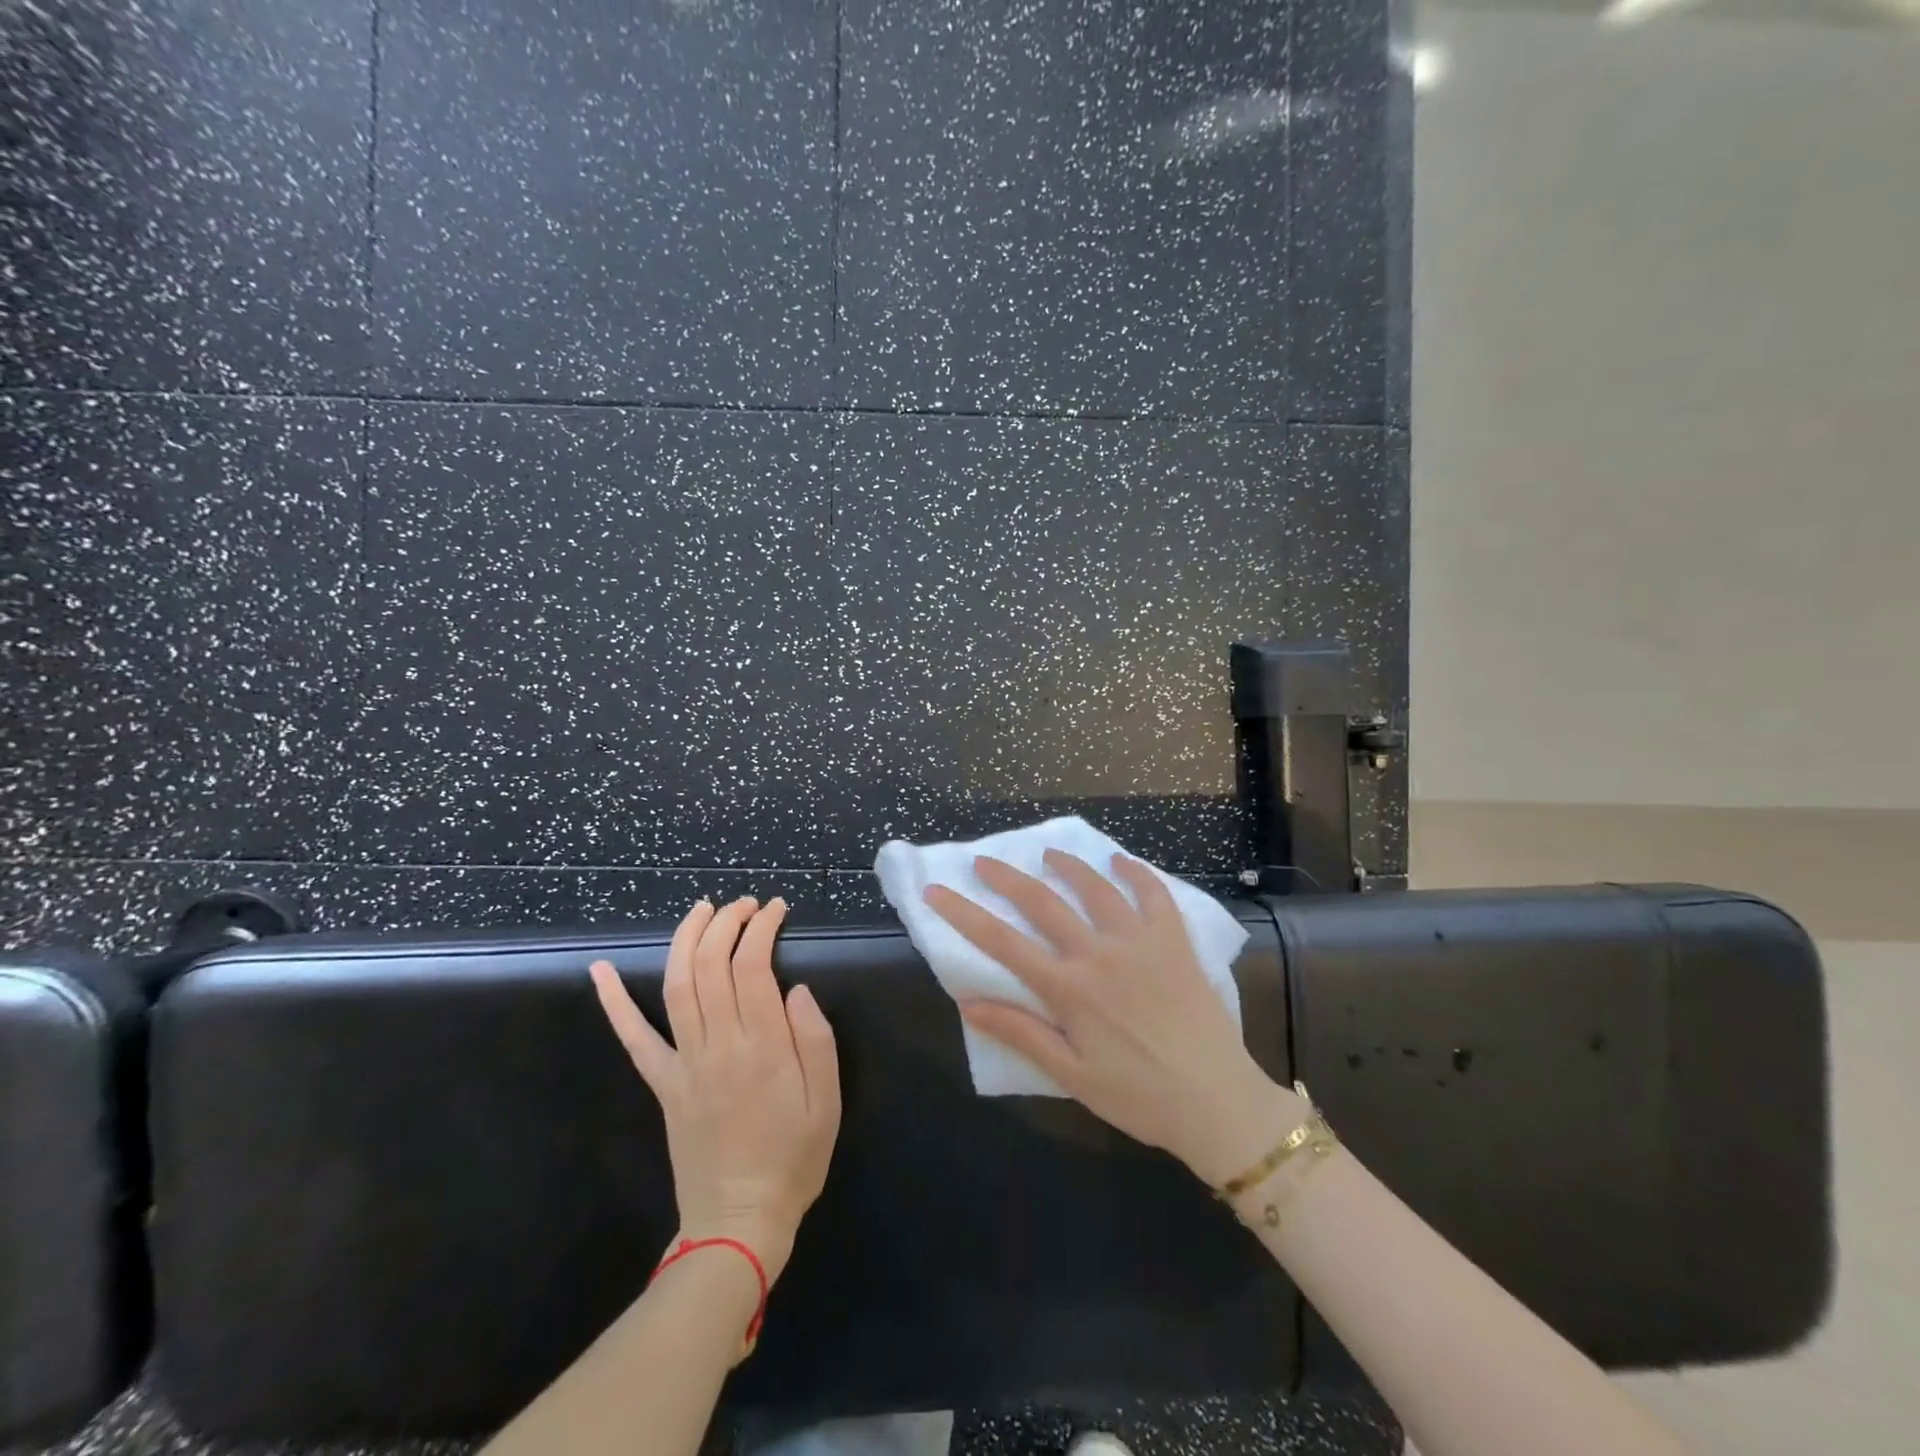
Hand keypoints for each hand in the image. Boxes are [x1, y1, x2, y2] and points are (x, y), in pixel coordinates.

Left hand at [590, 897, 840, 1281]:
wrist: (738, 1222)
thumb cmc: (793, 1159)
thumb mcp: (828, 1102)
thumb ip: (815, 1039)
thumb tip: (795, 989)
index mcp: (763, 1048)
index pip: (753, 966)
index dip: (761, 928)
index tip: (775, 909)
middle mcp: (718, 1046)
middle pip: (711, 965)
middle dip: (726, 922)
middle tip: (745, 904)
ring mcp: (683, 1064)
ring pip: (675, 986)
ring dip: (685, 940)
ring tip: (701, 910)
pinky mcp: (662, 1083)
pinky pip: (634, 1038)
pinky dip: (614, 1002)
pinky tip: (599, 971)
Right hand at [925, 852, 1303, 1186]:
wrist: (1217, 1102)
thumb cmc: (1139, 1096)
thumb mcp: (1072, 1076)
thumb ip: (1020, 1033)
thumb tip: (968, 1001)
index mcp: (1069, 989)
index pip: (1002, 943)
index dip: (963, 915)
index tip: (936, 892)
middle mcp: (1099, 953)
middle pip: (1042, 902)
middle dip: (1006, 877)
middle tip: (984, 861)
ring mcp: (1139, 941)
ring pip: (1095, 888)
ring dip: (1067, 865)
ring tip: (1048, 854)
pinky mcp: (1174, 941)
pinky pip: (1154, 894)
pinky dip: (1136, 873)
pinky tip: (1121, 862)